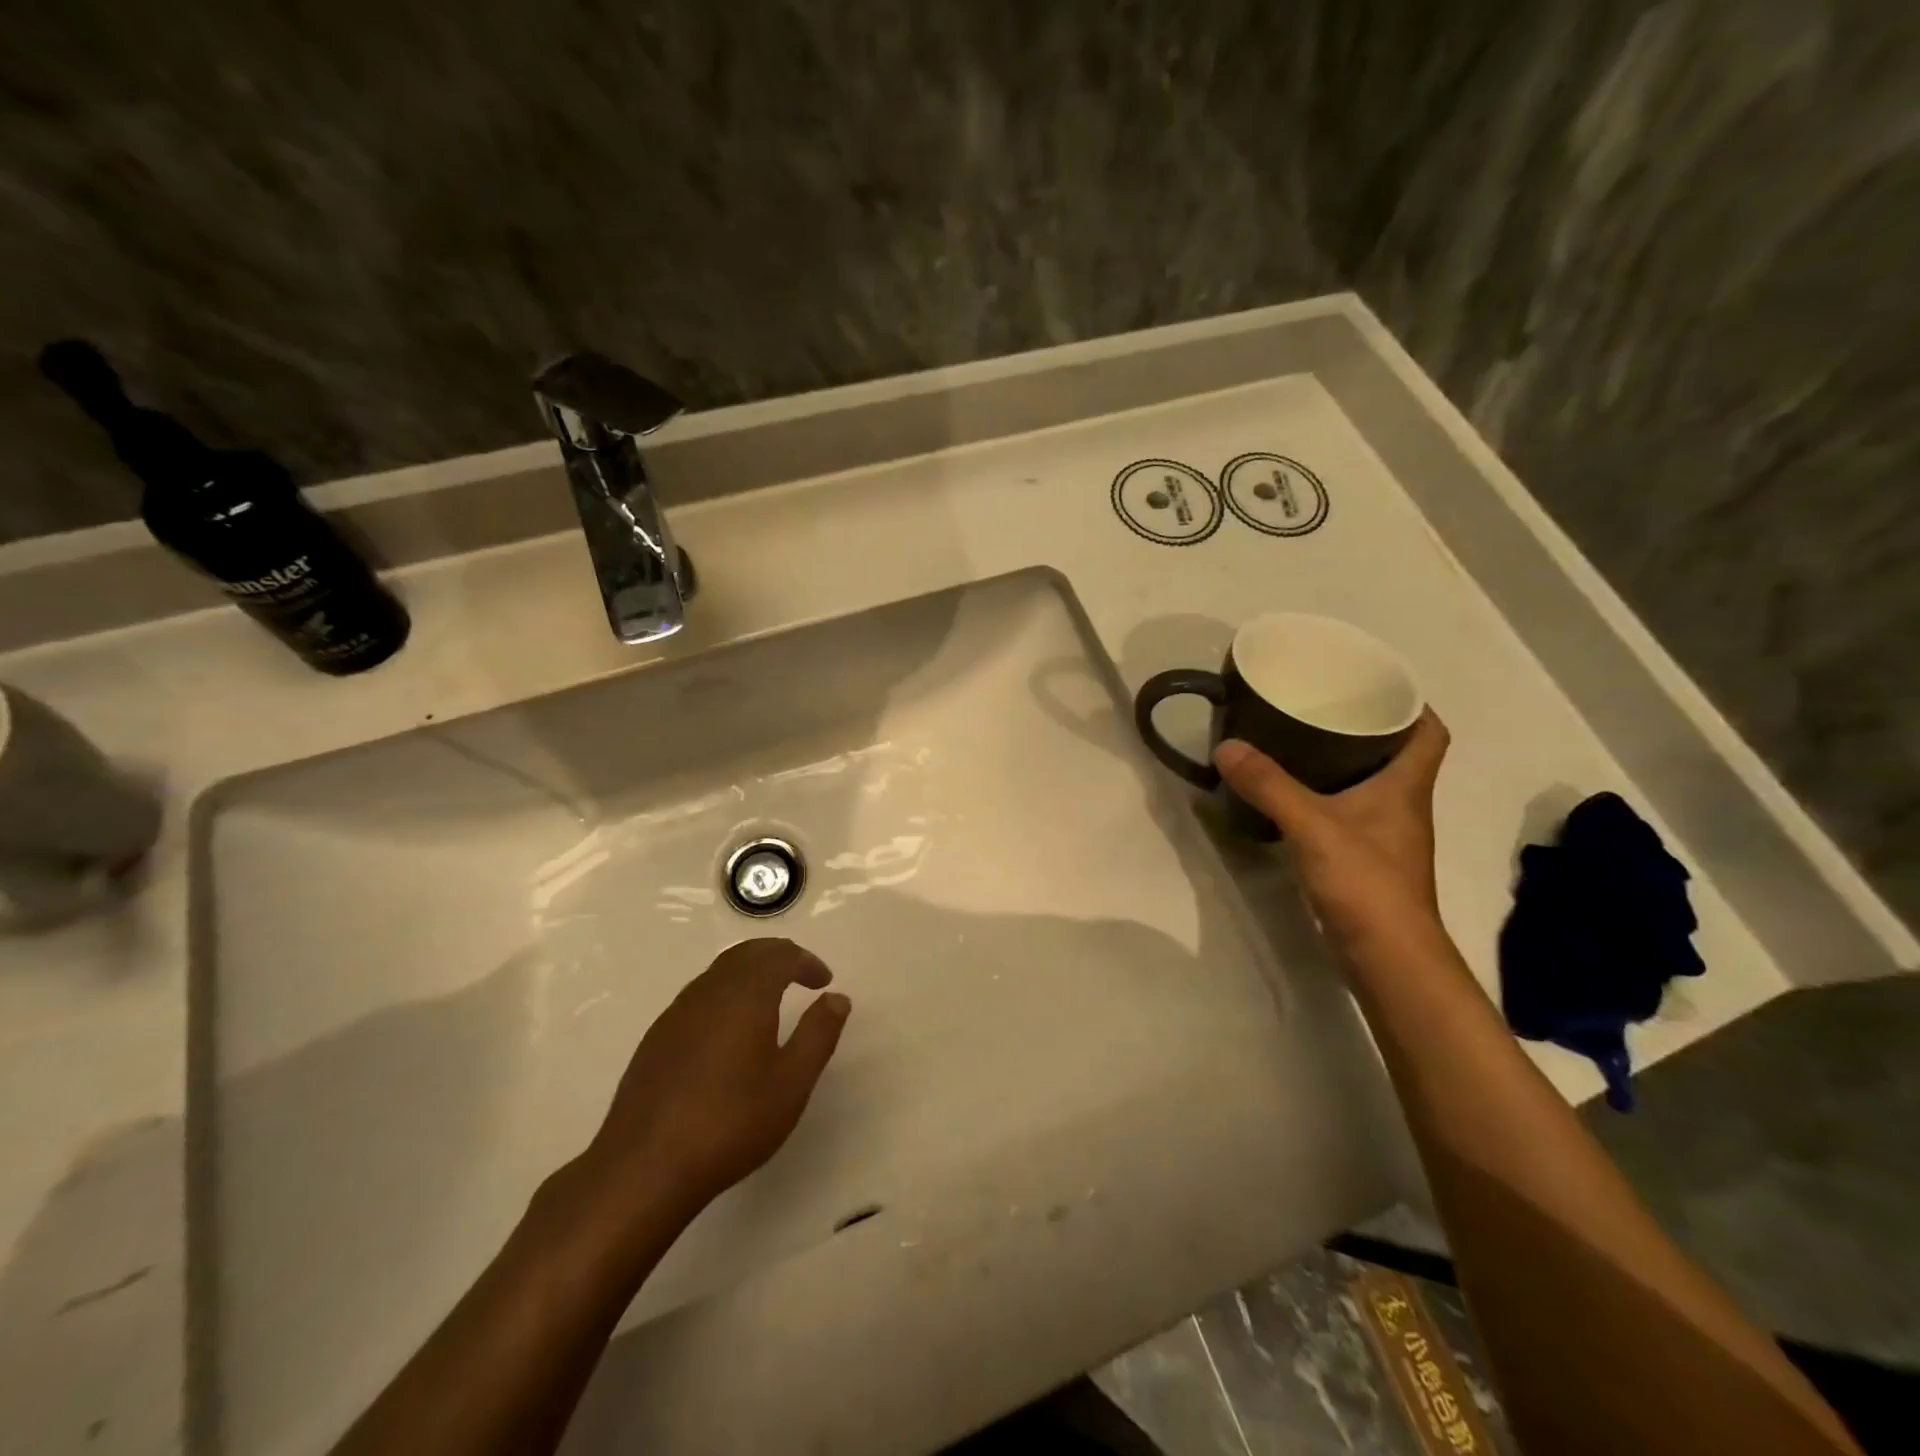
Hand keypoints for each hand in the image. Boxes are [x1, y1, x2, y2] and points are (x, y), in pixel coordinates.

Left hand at [578, 938, 851, 1221]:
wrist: (644, 1167)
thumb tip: (836, 998)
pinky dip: (725, 995)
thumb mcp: (792, 1082)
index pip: (780, 956)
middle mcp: (709, 991)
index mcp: (745, 994)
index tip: (824, 980)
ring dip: (749, 974)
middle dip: (777, 957)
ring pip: (719, 973)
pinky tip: (729, 1033)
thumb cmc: (731, 1121)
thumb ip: (818, 1033)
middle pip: (746, 954)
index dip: (806, 961)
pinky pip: (698, 997)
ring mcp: (676, 1014)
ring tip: (770, 1000)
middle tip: (800, 975)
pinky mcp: (656, 1039)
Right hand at [1214, 709, 1450, 955]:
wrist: (1387, 957)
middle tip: (1320, 706)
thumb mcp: (1312, 825)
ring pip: (1370, 784)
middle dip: (1364, 727)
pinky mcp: (1366, 860)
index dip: (1411, 704)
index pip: (1429, 732)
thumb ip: (1268, 785)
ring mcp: (1386, 836)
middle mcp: (1404, 805)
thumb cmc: (1365, 882)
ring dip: (1343, 762)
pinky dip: (1327, 797)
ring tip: (1298, 742)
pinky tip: (1293, 797)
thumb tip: (1226, 746)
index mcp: (1406, 786)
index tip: (1372, 683)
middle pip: (1396, 753)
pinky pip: (1349, 812)